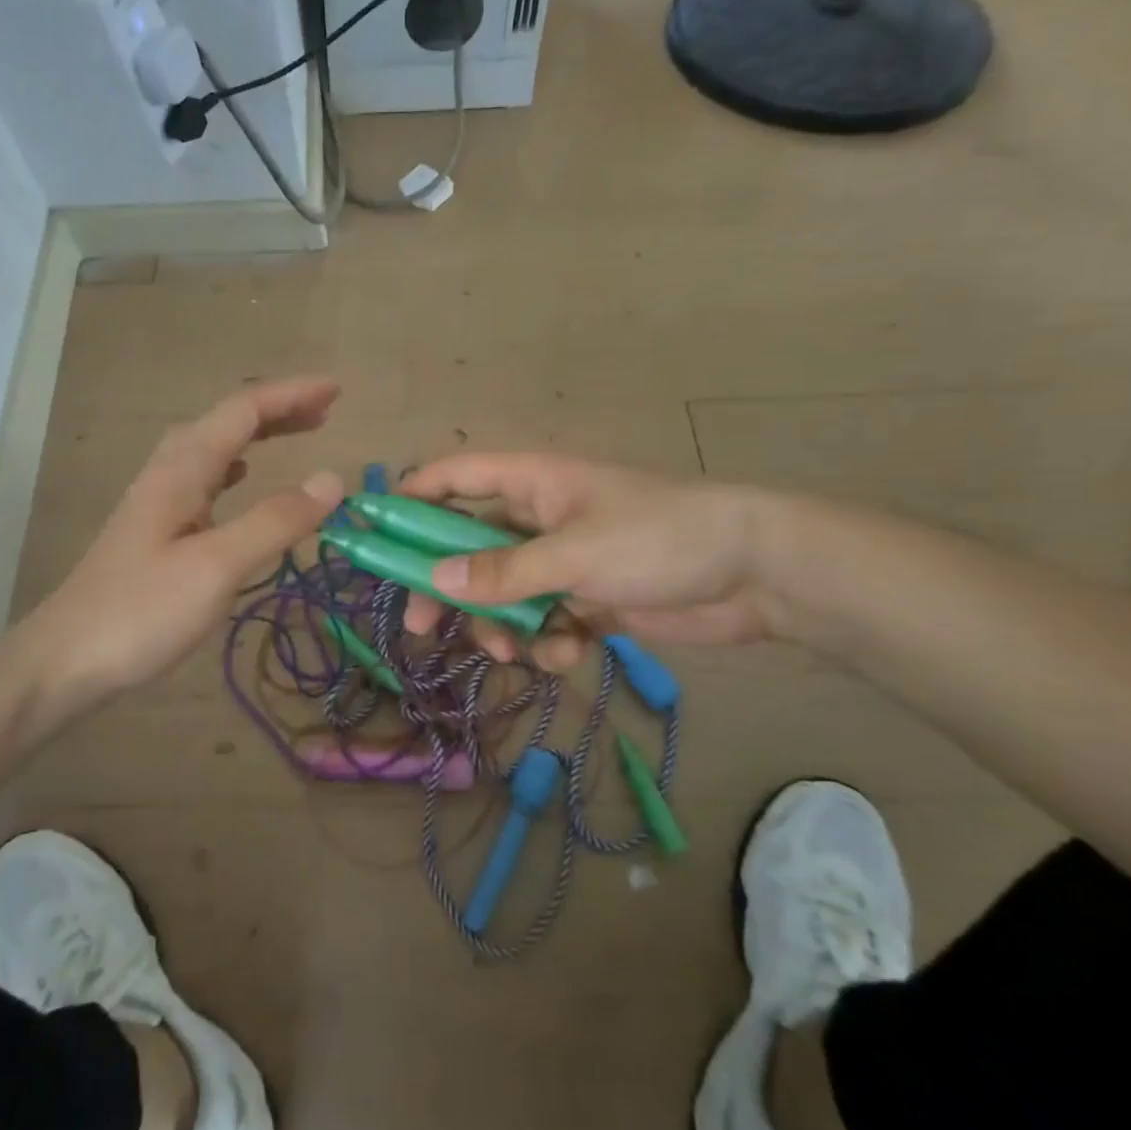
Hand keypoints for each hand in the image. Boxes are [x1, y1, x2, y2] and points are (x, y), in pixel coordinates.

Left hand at [16, 378, 343, 726]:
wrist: (64, 660)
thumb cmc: (142, 611)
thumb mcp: (218, 566)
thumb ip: (275, 520)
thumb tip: (333, 479)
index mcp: (183, 469)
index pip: (244, 411)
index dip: (292, 395)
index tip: (337, 391)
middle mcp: (169, 473)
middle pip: (227, 421)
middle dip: (279, 408)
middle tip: (327, 411)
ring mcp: (158, 501)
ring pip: (215, 447)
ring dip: (259, 433)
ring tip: (298, 433)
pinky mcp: (155, 529)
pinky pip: (205, 478)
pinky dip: (236, 466)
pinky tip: (241, 479)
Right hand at [399, 453, 772, 668]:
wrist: (755, 574)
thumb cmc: (658, 539)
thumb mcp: (574, 554)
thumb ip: (503, 572)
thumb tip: (436, 582)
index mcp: (532, 483)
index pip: (455, 478)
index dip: (412, 498)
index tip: (375, 532)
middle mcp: (539, 518)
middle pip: (469, 547)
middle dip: (449, 587)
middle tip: (421, 626)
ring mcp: (563, 560)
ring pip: (505, 593)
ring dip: (502, 624)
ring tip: (517, 649)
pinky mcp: (588, 599)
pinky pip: (545, 619)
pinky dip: (549, 639)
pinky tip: (570, 651)